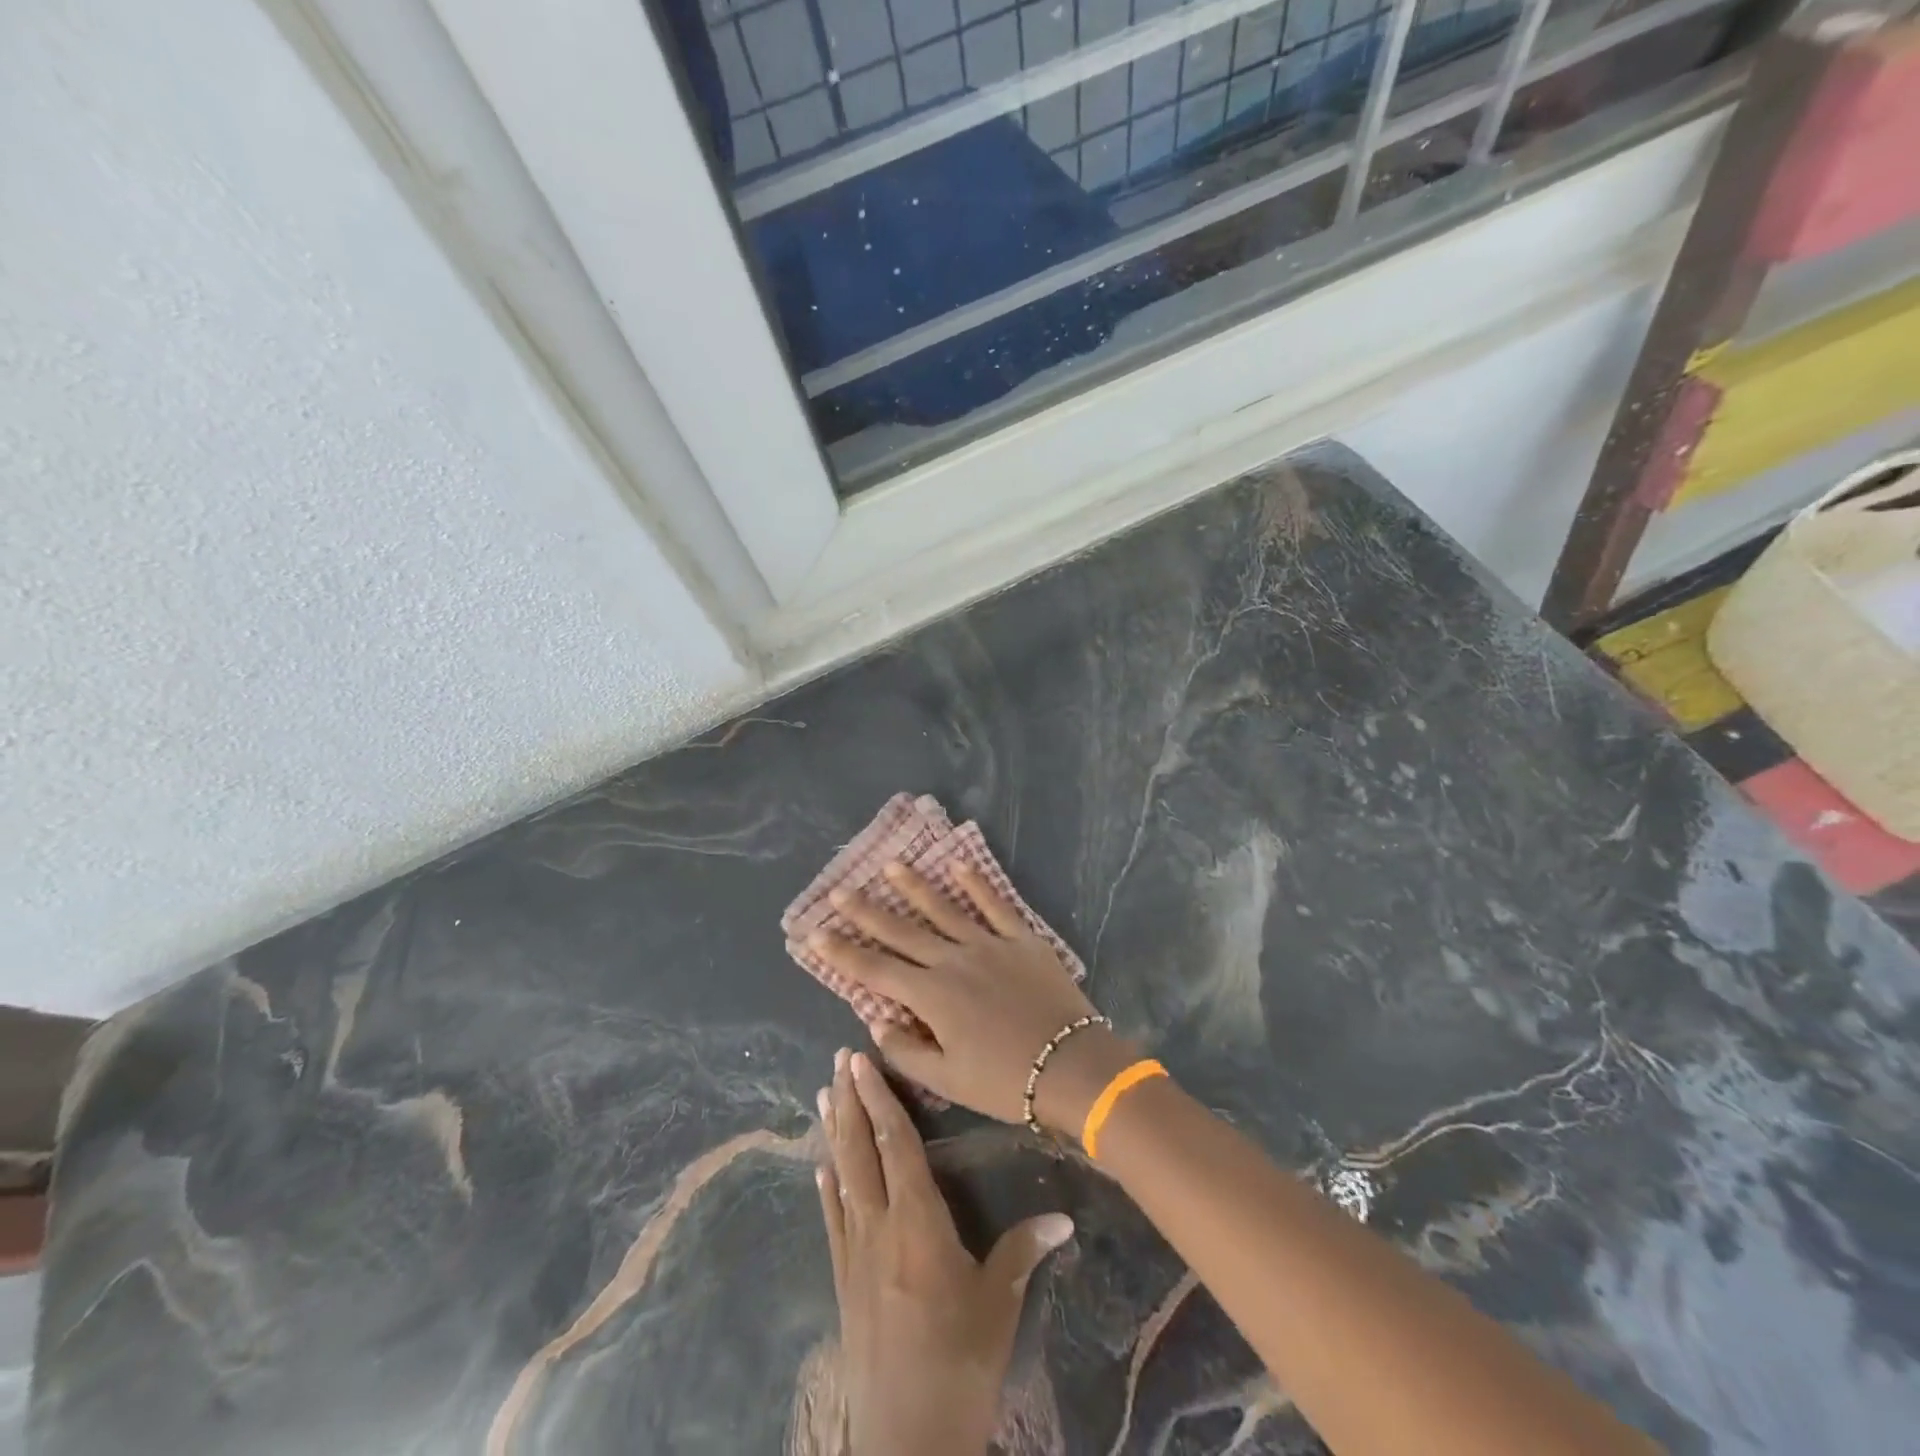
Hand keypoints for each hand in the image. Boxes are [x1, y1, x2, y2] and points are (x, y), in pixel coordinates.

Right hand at [809, 863, 1137, 1132]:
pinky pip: (995, 905)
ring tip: (890, 865)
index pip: (875, 970)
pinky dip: (976, 884)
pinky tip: (958, 864)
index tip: (814, 934)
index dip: (842, 952)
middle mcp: (954, 961)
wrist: (1073, 1067)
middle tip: (840, 891)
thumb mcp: (948, 1080)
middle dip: (867, 912)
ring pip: (944, 909)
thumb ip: (906, 1051)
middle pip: (902, 931)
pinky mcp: (1022, 939)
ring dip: (914, 886)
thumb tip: (875, 1022)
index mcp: (932, 996)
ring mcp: (989, 944)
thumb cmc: (1006, 1081)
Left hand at [818, 1049, 1073, 1455]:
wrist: (907, 1441)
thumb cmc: (960, 1363)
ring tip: (822, 1093)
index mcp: (917, 1222)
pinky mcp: (843, 1280)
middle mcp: (878, 1226)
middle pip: (860, 1150)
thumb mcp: (998, 1304)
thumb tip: (1063, 1216)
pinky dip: (826, 1184)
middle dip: (849, 1100)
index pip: (896, 1144)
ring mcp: (855, 1253)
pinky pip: (833, 1217)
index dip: (880, 1099)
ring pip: (841, 1175)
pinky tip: (820, 1165)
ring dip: (833, 1131)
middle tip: (839, 1058)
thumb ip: (1023, 1251)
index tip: (862, 1063)